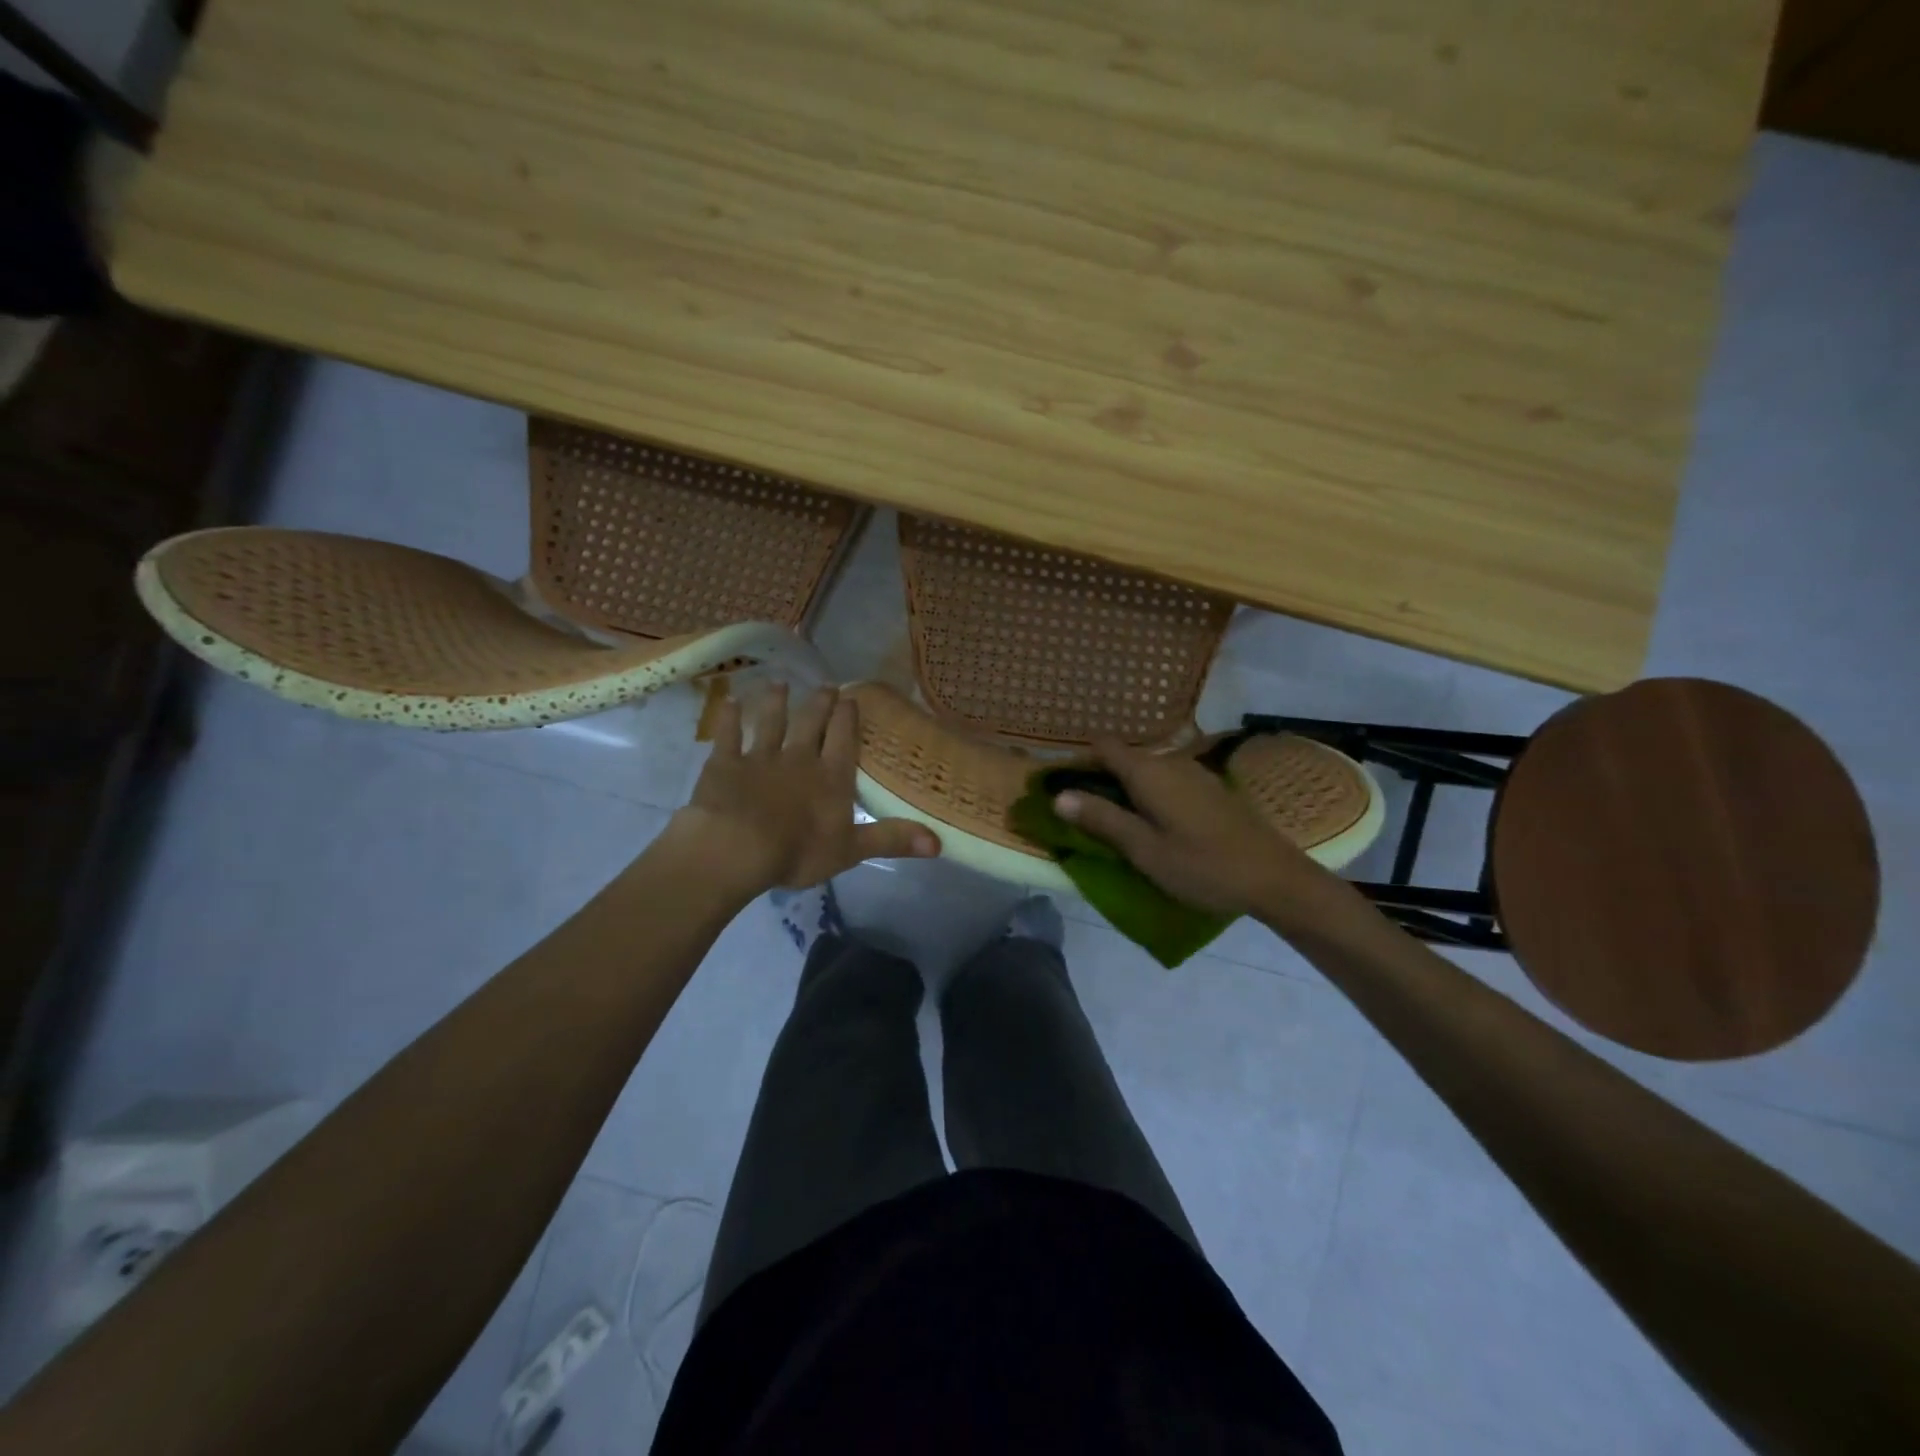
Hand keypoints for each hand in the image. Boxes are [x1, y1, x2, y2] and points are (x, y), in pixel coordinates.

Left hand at [670, 684, 939, 894]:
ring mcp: (760, 758)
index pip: (843, 739)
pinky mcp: (725, 764)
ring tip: (780, 684)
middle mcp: (799, 758)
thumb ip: (892, 840)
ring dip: (775, 703)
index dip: (848, 718)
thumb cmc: (798, 851)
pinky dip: (728, 719)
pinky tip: (729, 702)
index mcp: (830, 777)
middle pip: (811, 724)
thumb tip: (939, 843)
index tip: (850, 699)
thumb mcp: (852, 850)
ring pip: (770, 723)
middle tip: (825, 686)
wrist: (737, 848)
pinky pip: (727, 736)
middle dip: (819, 704)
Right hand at [1053, 738, 1350, 929]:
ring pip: (1146, 771)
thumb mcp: (1144, 850)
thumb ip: (1102, 819)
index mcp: (1149, 772)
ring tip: (1116, 824)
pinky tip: (1154, 825)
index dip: (1078, 761)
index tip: (1062, 787)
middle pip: (1124, 758)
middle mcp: (1170, 762)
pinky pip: (1167, 781)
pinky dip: (1150, 796)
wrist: (1275, 878)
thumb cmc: (1203, 866)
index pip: (1103, 746)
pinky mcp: (1210, 789)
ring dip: (1126, 790)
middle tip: (1083, 815)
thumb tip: (1058, 796)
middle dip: (1099, 779)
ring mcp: (1194, 773)